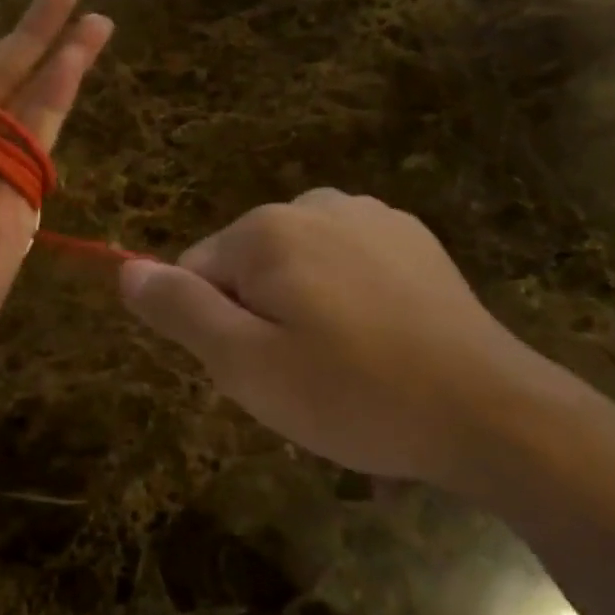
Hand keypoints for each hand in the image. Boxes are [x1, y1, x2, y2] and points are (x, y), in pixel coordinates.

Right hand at [119, 189, 557, 490]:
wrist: (489, 411)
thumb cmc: (352, 393)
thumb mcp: (244, 364)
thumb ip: (178, 310)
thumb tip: (125, 270)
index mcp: (266, 230)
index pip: (196, 272)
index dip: (216, 329)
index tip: (260, 372)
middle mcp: (314, 204)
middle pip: (248, 266)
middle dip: (260, 318)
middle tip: (302, 378)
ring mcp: (370, 217)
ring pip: (298, 266)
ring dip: (303, 310)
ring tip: (343, 368)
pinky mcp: (412, 239)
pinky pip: (347, 265)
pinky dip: (347, 301)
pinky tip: (382, 345)